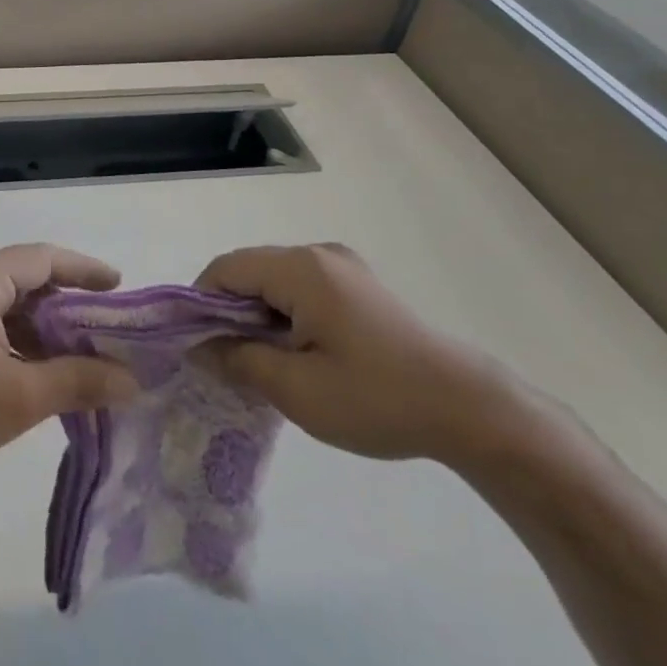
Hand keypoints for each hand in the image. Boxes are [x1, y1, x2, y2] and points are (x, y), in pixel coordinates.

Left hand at [0, 244, 138, 484]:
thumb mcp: (20, 397)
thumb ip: (79, 381)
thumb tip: (133, 381)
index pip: (42, 258)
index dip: (84, 270)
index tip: (119, 286)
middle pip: (23, 277)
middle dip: (65, 302)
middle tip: (105, 326)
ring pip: (3, 302)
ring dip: (39, 325)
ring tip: (79, 352)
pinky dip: (14, 337)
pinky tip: (37, 367)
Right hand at [194, 244, 525, 466]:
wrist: (470, 410)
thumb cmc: (377, 398)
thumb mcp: (296, 389)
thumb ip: (238, 360)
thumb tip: (199, 348)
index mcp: (301, 269)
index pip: (225, 269)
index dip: (199, 303)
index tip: (196, 347)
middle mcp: (319, 254)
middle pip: (250, 270)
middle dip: (229, 312)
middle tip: (227, 362)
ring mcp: (343, 267)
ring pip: (276, 281)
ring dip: (258, 316)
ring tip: (263, 364)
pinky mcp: (361, 286)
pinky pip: (303, 289)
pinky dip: (286, 315)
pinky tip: (298, 355)